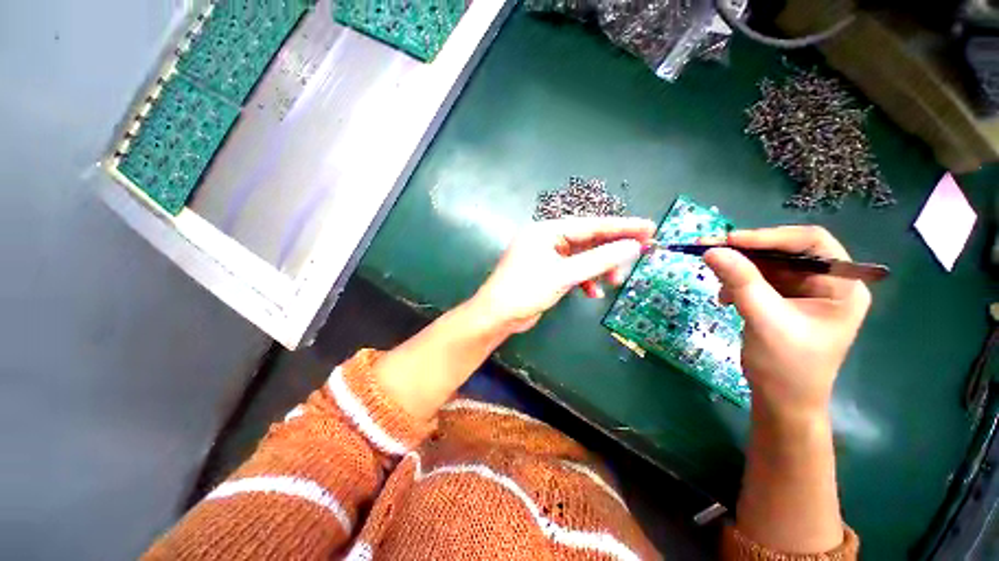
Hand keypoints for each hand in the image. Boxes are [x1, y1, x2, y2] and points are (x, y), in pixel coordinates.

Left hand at [470, 217, 655, 334]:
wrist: (497, 316)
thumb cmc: (526, 290)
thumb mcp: (565, 275)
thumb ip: (599, 260)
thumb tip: (632, 247)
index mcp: (547, 231)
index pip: (591, 225)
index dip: (621, 227)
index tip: (649, 228)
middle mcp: (547, 239)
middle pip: (588, 240)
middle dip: (610, 252)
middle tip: (637, 258)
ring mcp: (546, 256)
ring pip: (582, 257)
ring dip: (598, 269)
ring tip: (613, 282)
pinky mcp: (547, 271)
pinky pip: (572, 271)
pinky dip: (584, 280)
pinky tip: (592, 293)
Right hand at [704, 226, 870, 418]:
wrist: (781, 402)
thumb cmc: (786, 367)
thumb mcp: (764, 320)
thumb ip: (740, 282)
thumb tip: (711, 250)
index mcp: (841, 286)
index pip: (811, 243)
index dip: (770, 236)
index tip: (730, 240)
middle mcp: (826, 283)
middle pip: (785, 252)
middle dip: (746, 251)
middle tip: (709, 249)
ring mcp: (804, 292)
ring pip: (767, 265)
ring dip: (738, 268)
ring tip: (716, 280)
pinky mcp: (783, 301)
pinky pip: (758, 279)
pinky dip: (737, 282)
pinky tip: (724, 297)